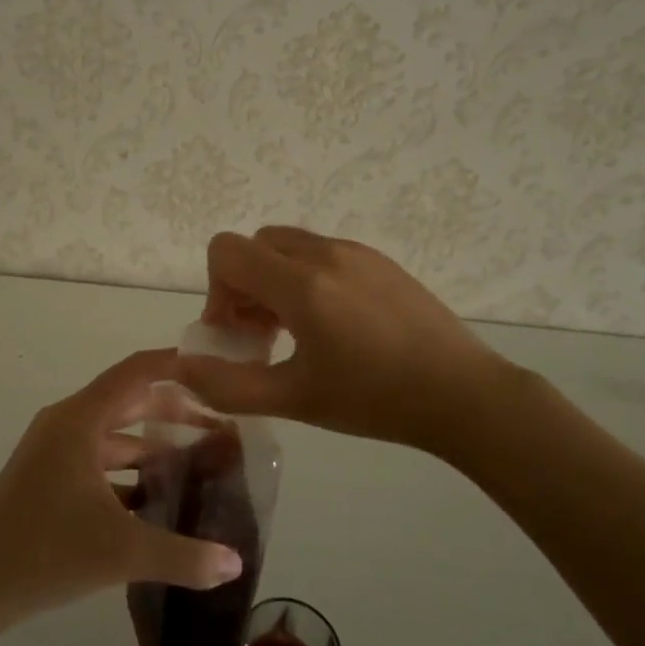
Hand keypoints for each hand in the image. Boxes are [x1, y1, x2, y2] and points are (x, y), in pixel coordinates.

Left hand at [0, 349, 245, 629]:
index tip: (216, 369)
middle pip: (128, 401)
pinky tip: (158, 499)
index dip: (176, 364)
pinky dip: (129, 471)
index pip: (136, 372)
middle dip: (174, 409)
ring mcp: (53, 452)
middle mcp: (66, 425)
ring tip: (198, 461)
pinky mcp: (47, 479)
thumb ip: (184, 557)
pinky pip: (99, 462)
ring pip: (114, 436)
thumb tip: (236, 563)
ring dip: (153, 445)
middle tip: (219, 423)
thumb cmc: (44, 552)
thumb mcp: (121, 552)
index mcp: (80, 420)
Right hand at [178, 227, 521, 449]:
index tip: (238, 333)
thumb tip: (181, 369)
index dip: (217, 291)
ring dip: (275, 280)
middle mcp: (325, 253)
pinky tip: (336, 326)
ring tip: (298, 332)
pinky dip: (307, 277)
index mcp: (300, 283)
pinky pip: (323, 253)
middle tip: (264, 335)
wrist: (464, 393)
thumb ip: (229, 385)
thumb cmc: (374, 399)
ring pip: (289, 246)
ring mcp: (357, 252)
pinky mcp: (380, 260)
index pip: (226, 250)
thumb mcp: (294, 400)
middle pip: (254, 245)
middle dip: (243, 286)